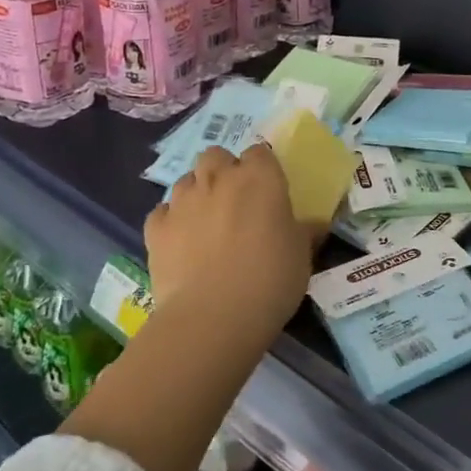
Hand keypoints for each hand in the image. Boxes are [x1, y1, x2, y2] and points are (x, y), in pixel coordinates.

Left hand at [145, 144, 313, 336]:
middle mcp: (219, 179)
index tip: (268, 191)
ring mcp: (183, 202)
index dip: (263, 169)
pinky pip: (162, 212)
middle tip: (235, 200)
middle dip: (223, 170)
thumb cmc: (270, 278)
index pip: (260, 153)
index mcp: (260, 177)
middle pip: (216, 155)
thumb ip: (304, 231)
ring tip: (207, 221)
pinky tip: (181, 241)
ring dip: (197, 192)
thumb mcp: (302, 254)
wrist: (213, 317)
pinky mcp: (156, 229)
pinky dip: (171, 220)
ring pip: (187, 180)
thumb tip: (314, 225)